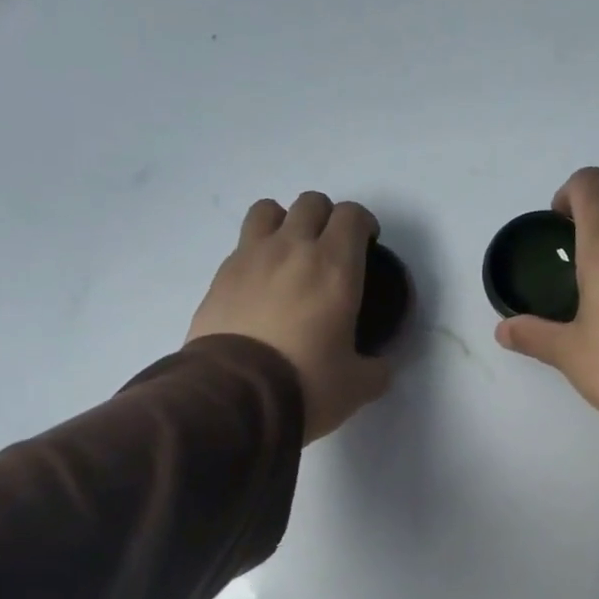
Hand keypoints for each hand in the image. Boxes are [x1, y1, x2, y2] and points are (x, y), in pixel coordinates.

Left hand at [188, 192, 392, 442]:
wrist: (234, 396)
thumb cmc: (306, 384)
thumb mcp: (357, 387)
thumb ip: (376, 370)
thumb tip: (379, 366)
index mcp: (334, 267)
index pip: (351, 215)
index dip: (363, 224)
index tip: (367, 244)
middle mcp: (292, 249)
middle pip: (310, 203)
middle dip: (326, 218)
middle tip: (331, 250)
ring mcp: (249, 257)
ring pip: (268, 210)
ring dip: (284, 223)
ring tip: (289, 255)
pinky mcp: (219, 277)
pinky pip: (241, 246)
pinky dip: (255, 255)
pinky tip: (260, 287)